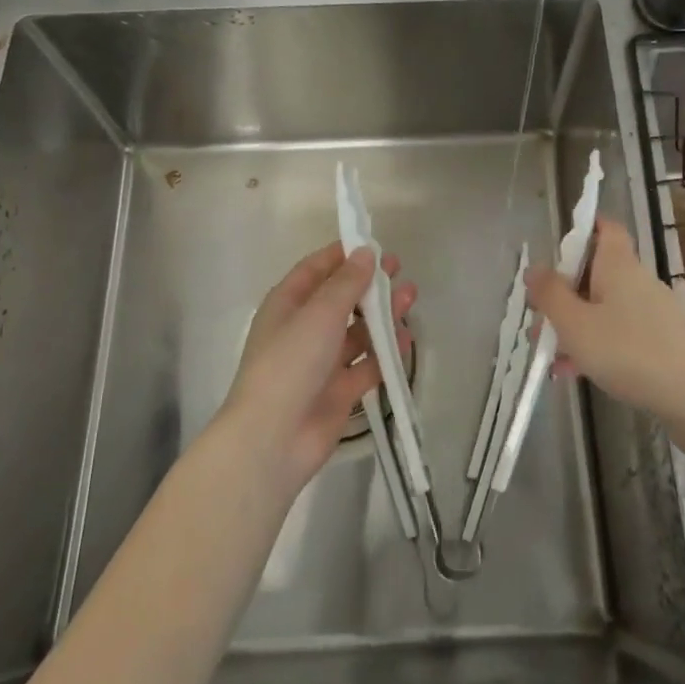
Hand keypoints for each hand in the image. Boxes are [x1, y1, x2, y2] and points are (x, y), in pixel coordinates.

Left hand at [220, 242, 416, 490]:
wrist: (273, 438)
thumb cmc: (290, 363)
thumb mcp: (320, 314)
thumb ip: (347, 283)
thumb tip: (366, 253)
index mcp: (287, 305)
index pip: (316, 270)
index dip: (343, 255)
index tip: (374, 244)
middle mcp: (303, 329)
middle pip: (340, 299)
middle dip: (369, 284)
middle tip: (400, 270)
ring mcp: (321, 362)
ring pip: (357, 331)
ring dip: (382, 315)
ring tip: (411, 298)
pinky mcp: (338, 391)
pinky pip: (366, 364)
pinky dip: (385, 353)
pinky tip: (406, 340)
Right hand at [526, 218, 684, 426]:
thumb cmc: (626, 352)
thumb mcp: (574, 323)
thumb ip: (550, 294)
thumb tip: (534, 268)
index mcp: (618, 265)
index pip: (605, 228)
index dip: (582, 229)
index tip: (555, 251)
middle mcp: (637, 280)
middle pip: (595, 272)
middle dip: (563, 293)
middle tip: (538, 321)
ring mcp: (652, 311)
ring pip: (603, 306)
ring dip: (575, 324)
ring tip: (550, 355)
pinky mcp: (660, 339)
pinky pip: (618, 331)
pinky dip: (595, 343)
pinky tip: (575, 372)